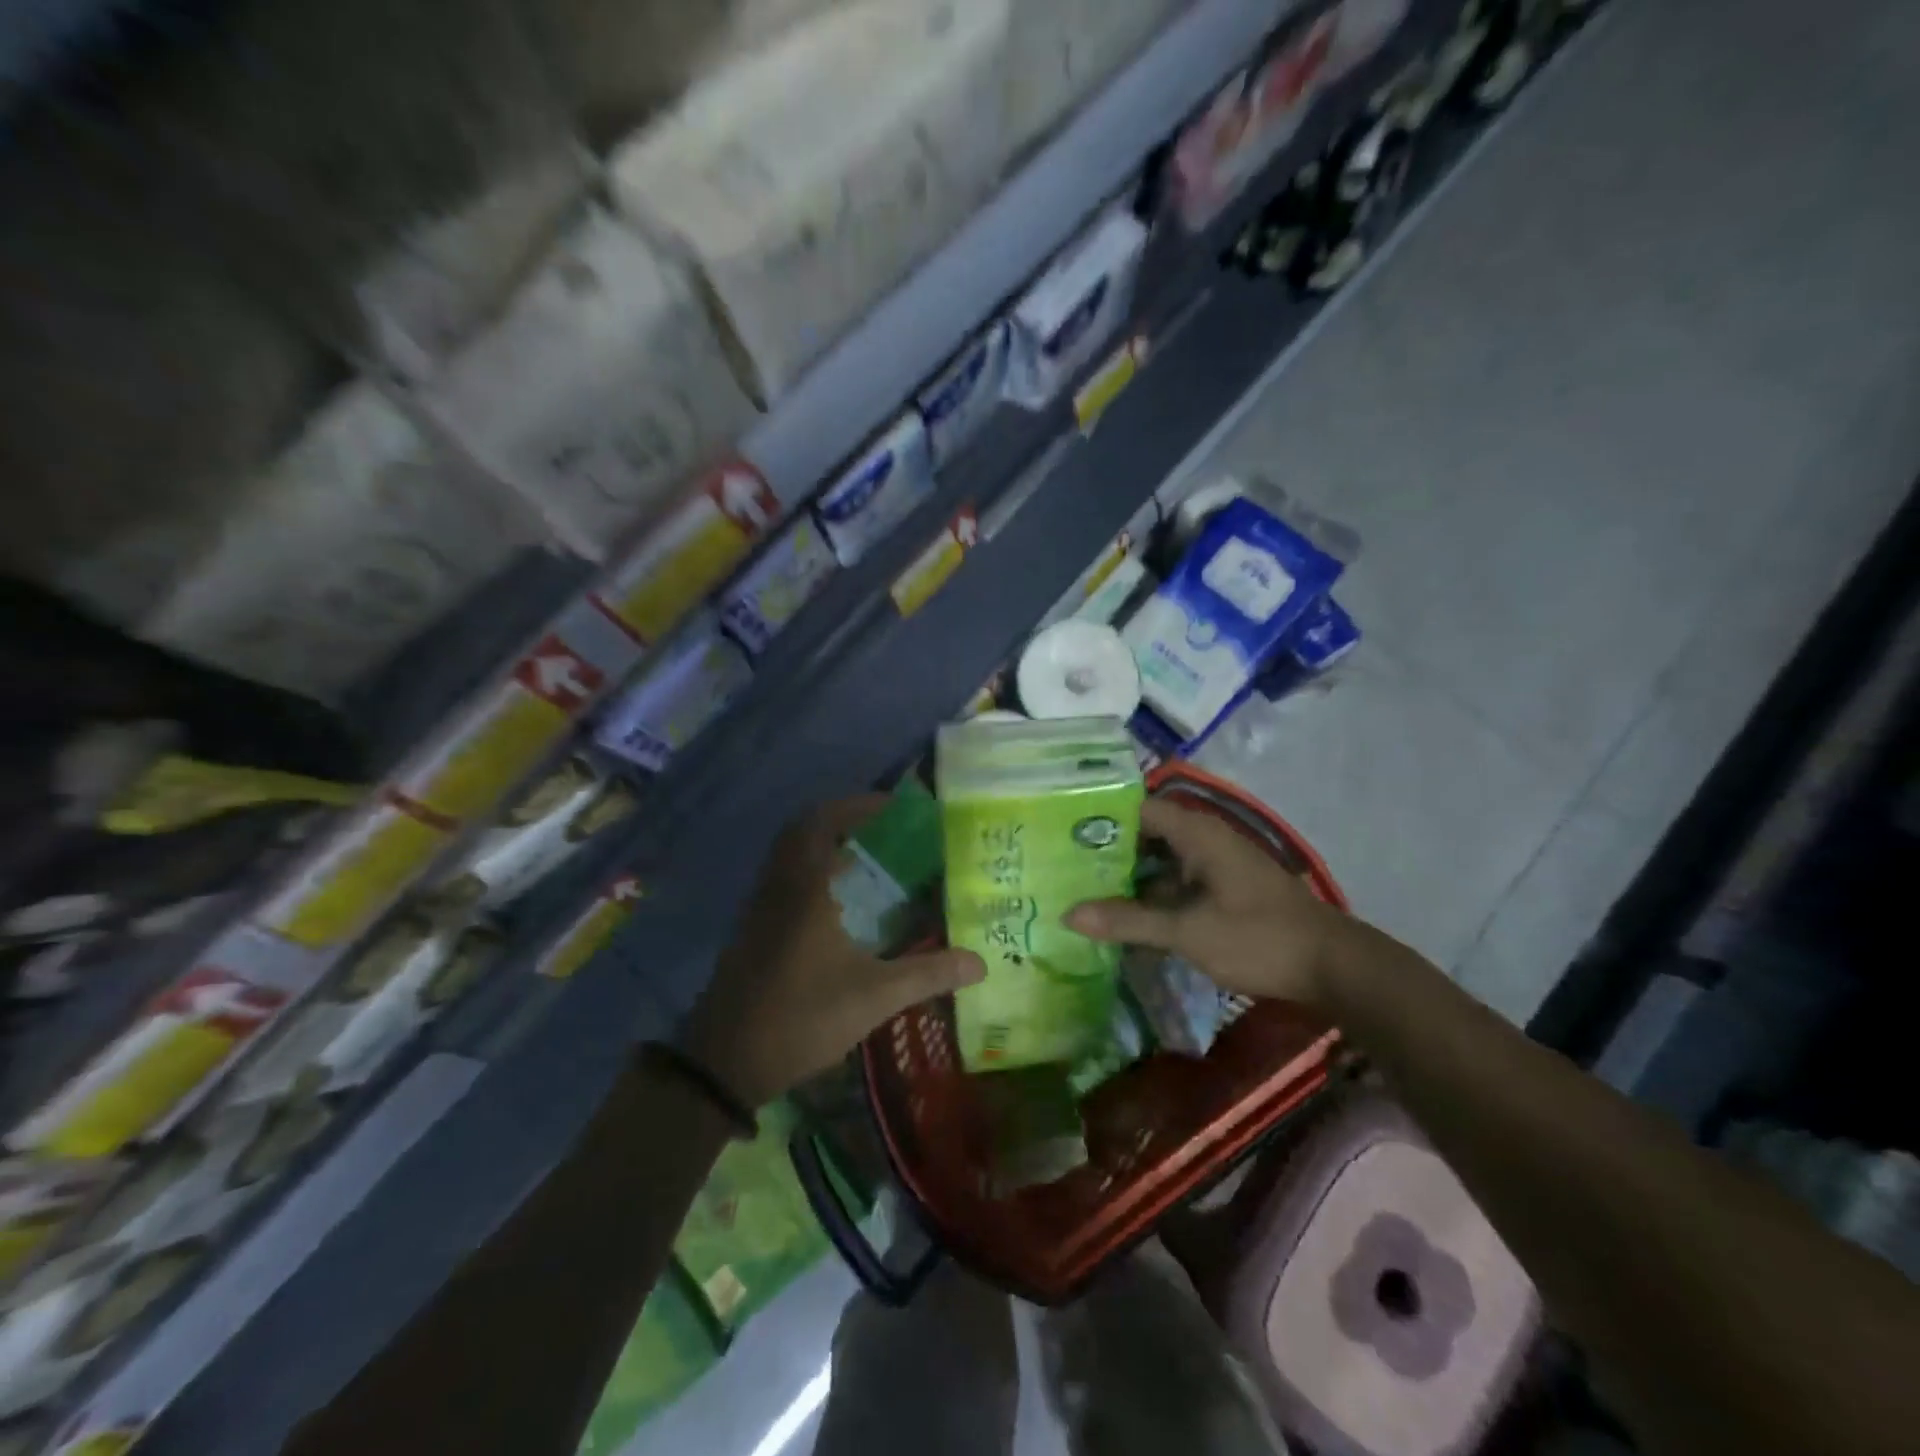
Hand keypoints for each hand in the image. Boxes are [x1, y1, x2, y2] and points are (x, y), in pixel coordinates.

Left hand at [683, 796, 984, 1106]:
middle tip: (883, 830)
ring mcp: (760, 908)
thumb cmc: (801, 1016)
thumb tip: (980, 963)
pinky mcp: (753, 931)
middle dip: (842, 821)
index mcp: (805, 888)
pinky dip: (812, 874)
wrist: (726, 1062)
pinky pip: (784, 880)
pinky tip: (840, 904)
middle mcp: (778, 887)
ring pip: (790, 856)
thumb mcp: (874, 996)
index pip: (822, 822)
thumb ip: (928, 974)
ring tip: (869, 861)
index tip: (893, 807)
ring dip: (824, 847)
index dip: (856, 806)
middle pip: (803, 831)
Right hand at [1064, 798, 1353, 1006]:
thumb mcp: (1188, 932)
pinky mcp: (1224, 890)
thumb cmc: (1258, 938)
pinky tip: (1125, 917)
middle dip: (1107, 851)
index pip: (1136, 808)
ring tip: (1081, 889)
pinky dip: (1152, 894)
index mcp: (1197, 833)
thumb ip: (1128, 921)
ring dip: (1129, 876)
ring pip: (1161, 861)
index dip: (1099, 817)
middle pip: (1145, 834)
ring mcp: (1216, 865)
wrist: (1334, 967)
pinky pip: (1177, 882)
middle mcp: (1205, 840)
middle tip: (1062, 865)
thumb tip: (1069, 915)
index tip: (1060, 832)